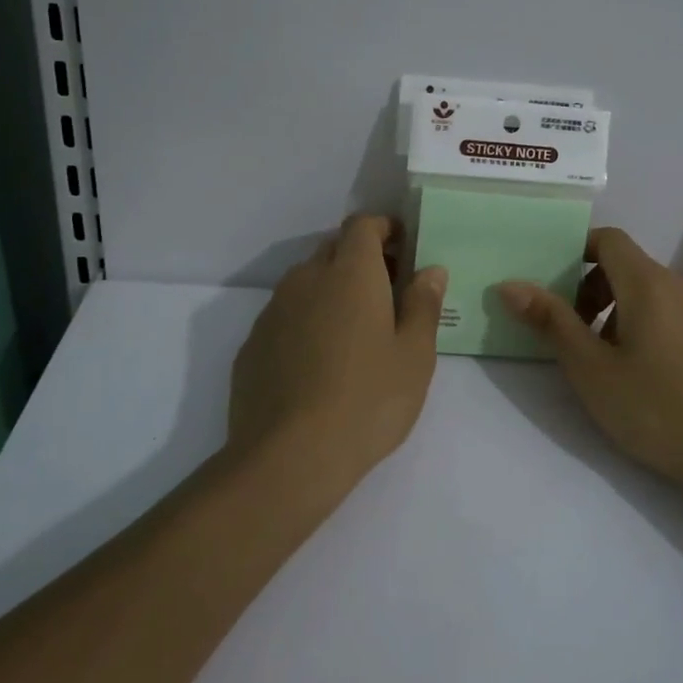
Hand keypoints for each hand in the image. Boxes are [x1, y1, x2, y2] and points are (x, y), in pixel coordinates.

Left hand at [228, 214, 447, 479]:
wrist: (289, 457)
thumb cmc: (368, 400)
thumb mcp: (415, 355)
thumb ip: (424, 304)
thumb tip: (430, 270)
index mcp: (350, 273)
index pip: (362, 226)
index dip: (384, 229)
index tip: (404, 247)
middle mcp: (306, 279)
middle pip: (333, 250)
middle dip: (361, 259)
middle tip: (388, 291)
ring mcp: (273, 312)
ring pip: (306, 283)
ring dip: (332, 290)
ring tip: (355, 331)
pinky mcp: (252, 344)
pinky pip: (286, 316)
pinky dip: (307, 321)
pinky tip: (320, 362)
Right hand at [497, 227, 682, 494]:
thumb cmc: (654, 408)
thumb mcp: (590, 368)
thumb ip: (551, 321)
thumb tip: (510, 284)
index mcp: (648, 283)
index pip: (609, 239)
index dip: (577, 251)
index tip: (555, 286)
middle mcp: (681, 286)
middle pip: (628, 266)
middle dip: (593, 290)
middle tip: (574, 334)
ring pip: (652, 293)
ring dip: (620, 311)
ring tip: (607, 360)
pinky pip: (675, 315)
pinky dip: (649, 326)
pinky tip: (648, 375)